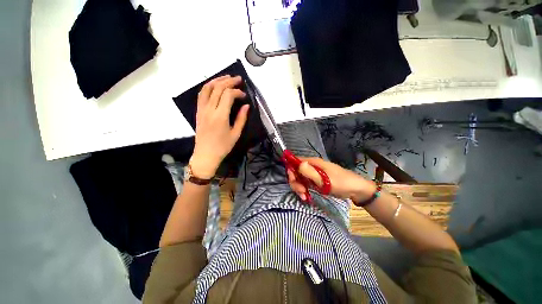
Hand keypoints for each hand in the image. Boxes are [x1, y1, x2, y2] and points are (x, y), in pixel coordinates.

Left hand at [190, 75, 249, 178]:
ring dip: (217, 80)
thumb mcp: (236, 134)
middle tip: (238, 79)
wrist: (205, 154)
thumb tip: (246, 105)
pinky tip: (215, 85)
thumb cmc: (223, 146)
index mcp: (220, 116)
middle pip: (218, 88)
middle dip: (229, 81)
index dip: (237, 92)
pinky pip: (201, 94)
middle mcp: (209, 109)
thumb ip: (241, 118)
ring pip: (207, 88)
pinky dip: (208, 86)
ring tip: (227, 77)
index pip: (228, 95)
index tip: (244, 96)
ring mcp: (202, 109)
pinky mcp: (198, 111)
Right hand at [287, 157, 376, 203]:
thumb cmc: (341, 183)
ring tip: (304, 197)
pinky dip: (303, 190)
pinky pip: (305, 184)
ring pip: (300, 179)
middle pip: (296, 171)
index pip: (296, 162)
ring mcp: (313, 174)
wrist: (356, 190)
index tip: (293, 180)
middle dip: (295, 182)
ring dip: (299, 188)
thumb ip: (310, 172)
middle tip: (301, 192)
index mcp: (313, 162)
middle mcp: (311, 167)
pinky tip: (306, 197)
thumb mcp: (325, 179)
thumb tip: (298, 163)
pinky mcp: (316, 181)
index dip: (291, 170)